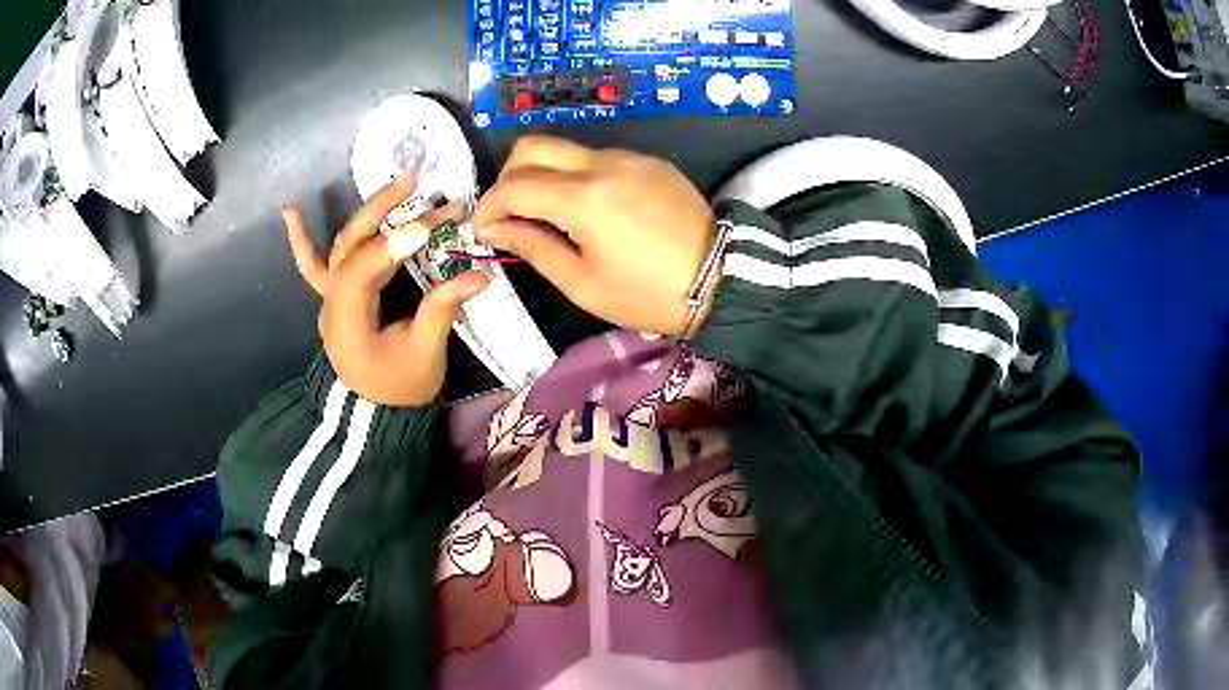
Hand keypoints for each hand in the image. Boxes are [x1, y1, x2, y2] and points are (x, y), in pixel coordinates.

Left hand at [284, 172, 489, 405]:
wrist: (374, 412)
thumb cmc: (398, 389)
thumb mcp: (424, 355)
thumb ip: (442, 310)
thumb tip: (480, 275)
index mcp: (348, 320)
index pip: (366, 267)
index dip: (396, 242)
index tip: (435, 223)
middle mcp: (332, 302)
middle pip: (351, 245)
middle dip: (382, 210)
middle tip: (416, 182)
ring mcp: (329, 297)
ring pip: (341, 245)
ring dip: (367, 212)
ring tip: (399, 184)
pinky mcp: (335, 295)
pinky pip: (313, 264)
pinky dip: (301, 238)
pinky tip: (290, 210)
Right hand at [472, 136, 716, 336]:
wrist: (721, 281)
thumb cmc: (647, 294)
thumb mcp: (582, 282)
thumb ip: (534, 246)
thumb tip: (496, 228)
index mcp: (585, 198)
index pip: (515, 185)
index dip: (489, 206)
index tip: (483, 229)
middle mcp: (603, 164)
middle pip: (533, 146)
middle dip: (508, 176)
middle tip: (509, 213)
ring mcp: (630, 157)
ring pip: (565, 150)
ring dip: (543, 175)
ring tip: (548, 216)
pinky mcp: (649, 162)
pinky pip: (597, 158)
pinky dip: (576, 177)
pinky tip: (589, 209)